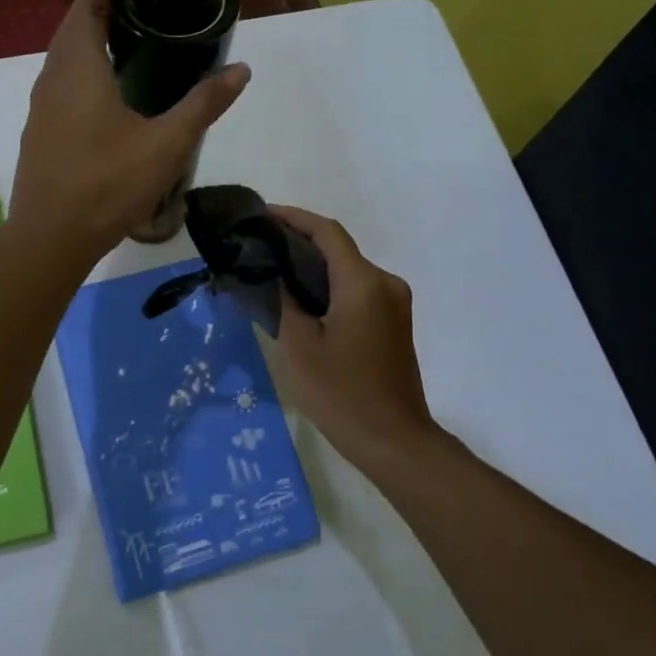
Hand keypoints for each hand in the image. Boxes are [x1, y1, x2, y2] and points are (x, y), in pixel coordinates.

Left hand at [11, 0, 249, 257]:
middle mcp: (52, 79)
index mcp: (79, 68)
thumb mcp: (166, 145)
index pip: (87, 6)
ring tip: (131, 51)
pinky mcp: (39, 134)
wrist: (51, 238)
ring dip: (90, 48)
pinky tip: (108, 100)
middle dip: (104, 15)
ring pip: (63, 62)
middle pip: (73, 30)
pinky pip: (60, 89)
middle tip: (147, 14)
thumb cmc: (108, 184)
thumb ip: (203, 105)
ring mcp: (40, 108)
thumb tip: (241, 69)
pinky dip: (82, 78)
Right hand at [270, 206, 446, 477]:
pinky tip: (303, 301)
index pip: (327, 232)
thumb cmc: (342, 394)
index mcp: (363, 283)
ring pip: (349, 271)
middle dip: (300, 242)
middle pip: (340, 249)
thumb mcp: (300, 347)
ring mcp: (395, 304)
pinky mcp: (395, 323)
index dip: (294, 218)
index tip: (262, 216)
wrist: (394, 440)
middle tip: (260, 248)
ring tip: (274, 273)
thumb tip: (275, 275)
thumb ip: (285, 301)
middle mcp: (385, 284)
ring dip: (314, 267)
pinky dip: (331, 287)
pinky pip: (359, 291)